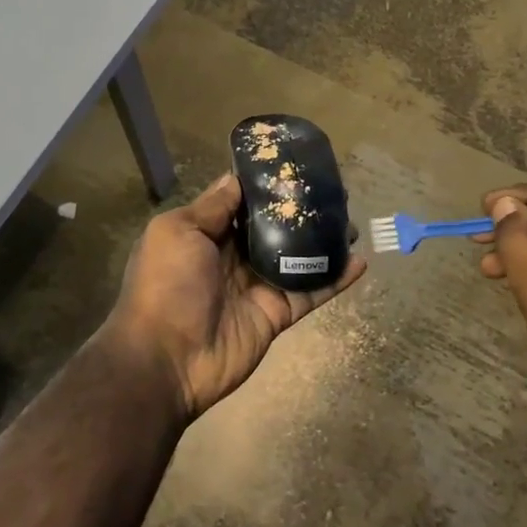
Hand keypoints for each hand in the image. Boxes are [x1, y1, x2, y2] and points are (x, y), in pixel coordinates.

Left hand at [103, 174, 365, 420]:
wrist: (166, 359)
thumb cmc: (166, 285)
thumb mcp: (177, 232)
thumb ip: (212, 206)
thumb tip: (235, 178)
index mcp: (204, 234)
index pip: (240, 203)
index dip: (265, 187)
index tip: (293, 167)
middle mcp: (231, 257)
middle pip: (273, 228)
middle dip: (299, 212)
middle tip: (333, 193)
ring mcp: (256, 286)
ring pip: (296, 257)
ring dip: (323, 241)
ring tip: (352, 222)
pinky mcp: (276, 314)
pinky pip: (309, 292)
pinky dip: (334, 279)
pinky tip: (360, 262)